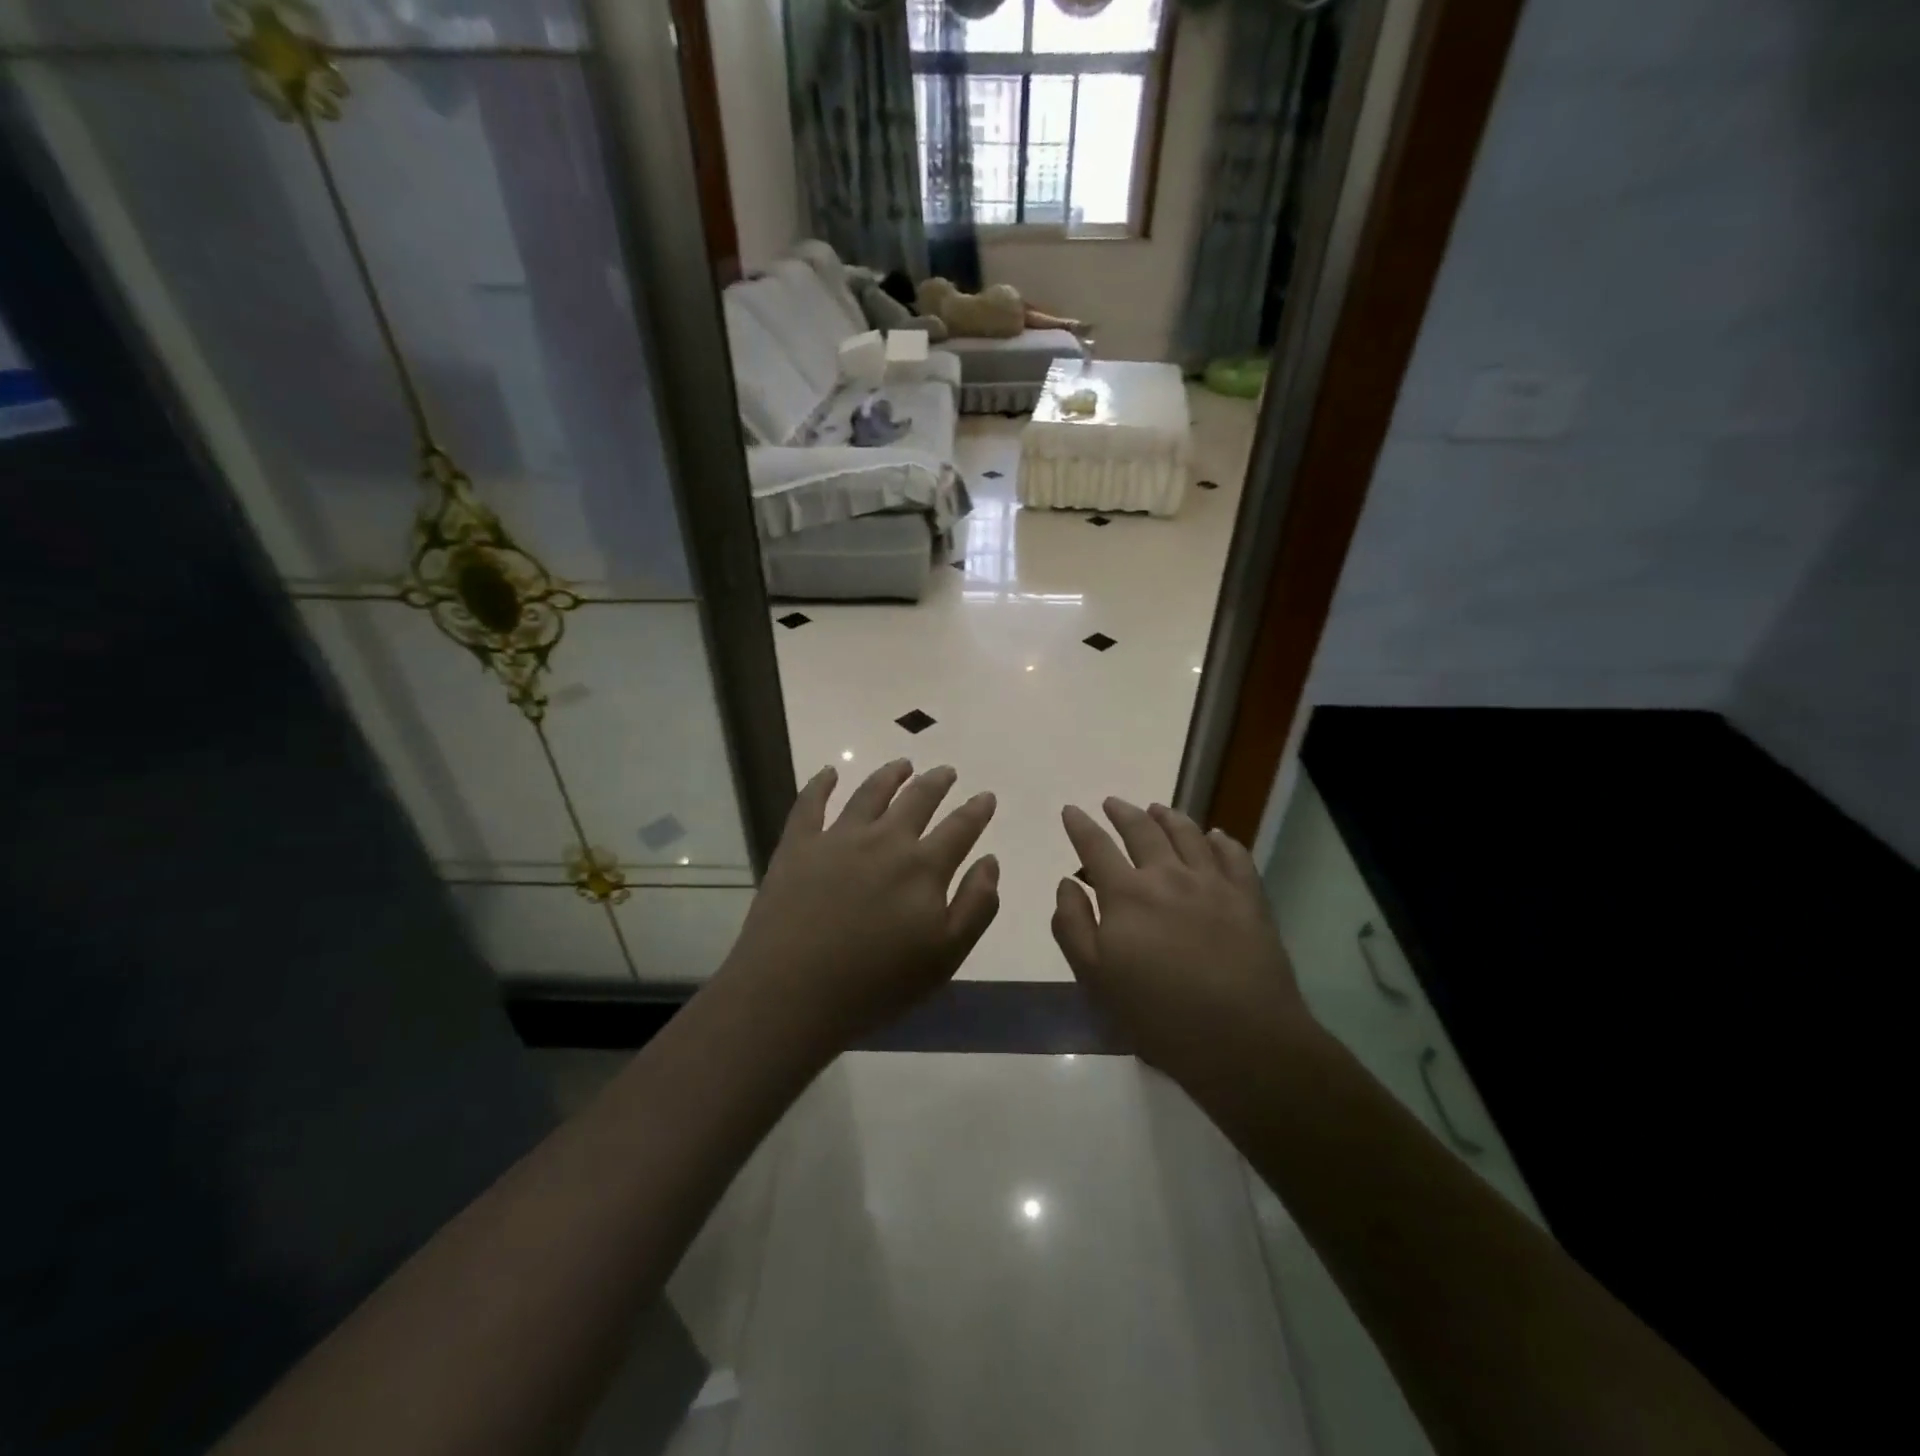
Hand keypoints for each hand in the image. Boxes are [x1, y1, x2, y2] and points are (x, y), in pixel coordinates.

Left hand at [719, 760, 998, 1052]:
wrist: (793, 992)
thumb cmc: (877, 983)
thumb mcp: (946, 956)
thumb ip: (976, 905)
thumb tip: (990, 861)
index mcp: (923, 867)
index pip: (960, 828)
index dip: (976, 811)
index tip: (986, 796)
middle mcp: (885, 840)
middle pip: (917, 800)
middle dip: (936, 782)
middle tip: (947, 771)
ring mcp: (838, 838)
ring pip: (870, 793)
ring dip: (890, 775)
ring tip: (903, 764)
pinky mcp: (798, 845)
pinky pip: (810, 803)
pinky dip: (821, 784)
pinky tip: (829, 772)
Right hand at [1052, 798, 1314, 1086]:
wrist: (1241, 1038)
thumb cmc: (1158, 1015)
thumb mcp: (1095, 978)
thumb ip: (1073, 925)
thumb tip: (1067, 883)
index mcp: (1127, 895)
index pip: (1096, 847)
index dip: (1080, 826)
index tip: (1071, 810)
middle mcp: (1168, 875)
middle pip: (1142, 830)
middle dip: (1122, 812)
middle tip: (1112, 802)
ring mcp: (1213, 883)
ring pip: (1188, 834)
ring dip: (1168, 816)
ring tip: (1157, 809)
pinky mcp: (1249, 897)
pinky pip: (1234, 855)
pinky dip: (1221, 839)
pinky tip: (1215, 835)